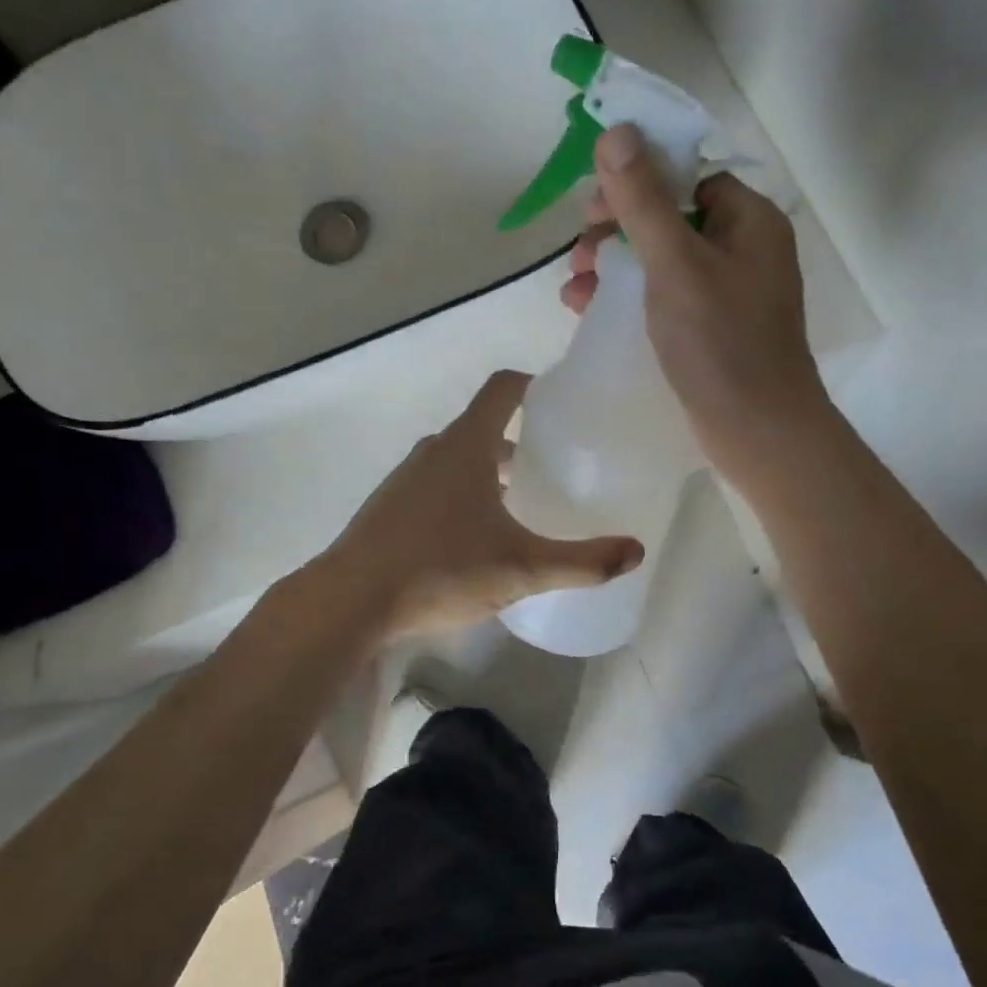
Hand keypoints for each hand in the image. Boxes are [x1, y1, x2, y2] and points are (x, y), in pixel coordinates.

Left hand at [321, 371, 644, 640]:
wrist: (350, 601)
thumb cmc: (440, 570)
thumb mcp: (522, 568)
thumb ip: (582, 561)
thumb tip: (636, 550)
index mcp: (466, 446)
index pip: (503, 389)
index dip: (533, 385)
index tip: (561, 401)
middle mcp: (434, 451)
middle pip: (483, 427)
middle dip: (519, 440)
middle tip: (554, 464)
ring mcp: (406, 478)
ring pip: (457, 459)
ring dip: (488, 471)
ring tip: (519, 504)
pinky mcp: (389, 507)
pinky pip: (435, 484)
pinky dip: (461, 494)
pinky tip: (474, 537)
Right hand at [562, 123, 829, 497]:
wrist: (758, 431)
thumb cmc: (720, 341)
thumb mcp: (674, 264)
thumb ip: (643, 200)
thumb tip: (616, 132)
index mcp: (748, 220)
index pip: (688, 176)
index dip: (638, 182)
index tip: (594, 206)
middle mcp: (744, 248)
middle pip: (671, 217)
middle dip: (618, 229)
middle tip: (580, 251)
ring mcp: (730, 291)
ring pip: (663, 259)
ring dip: (615, 264)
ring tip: (574, 285)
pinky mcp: (713, 327)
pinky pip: (665, 295)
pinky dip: (629, 296)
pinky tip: (589, 308)